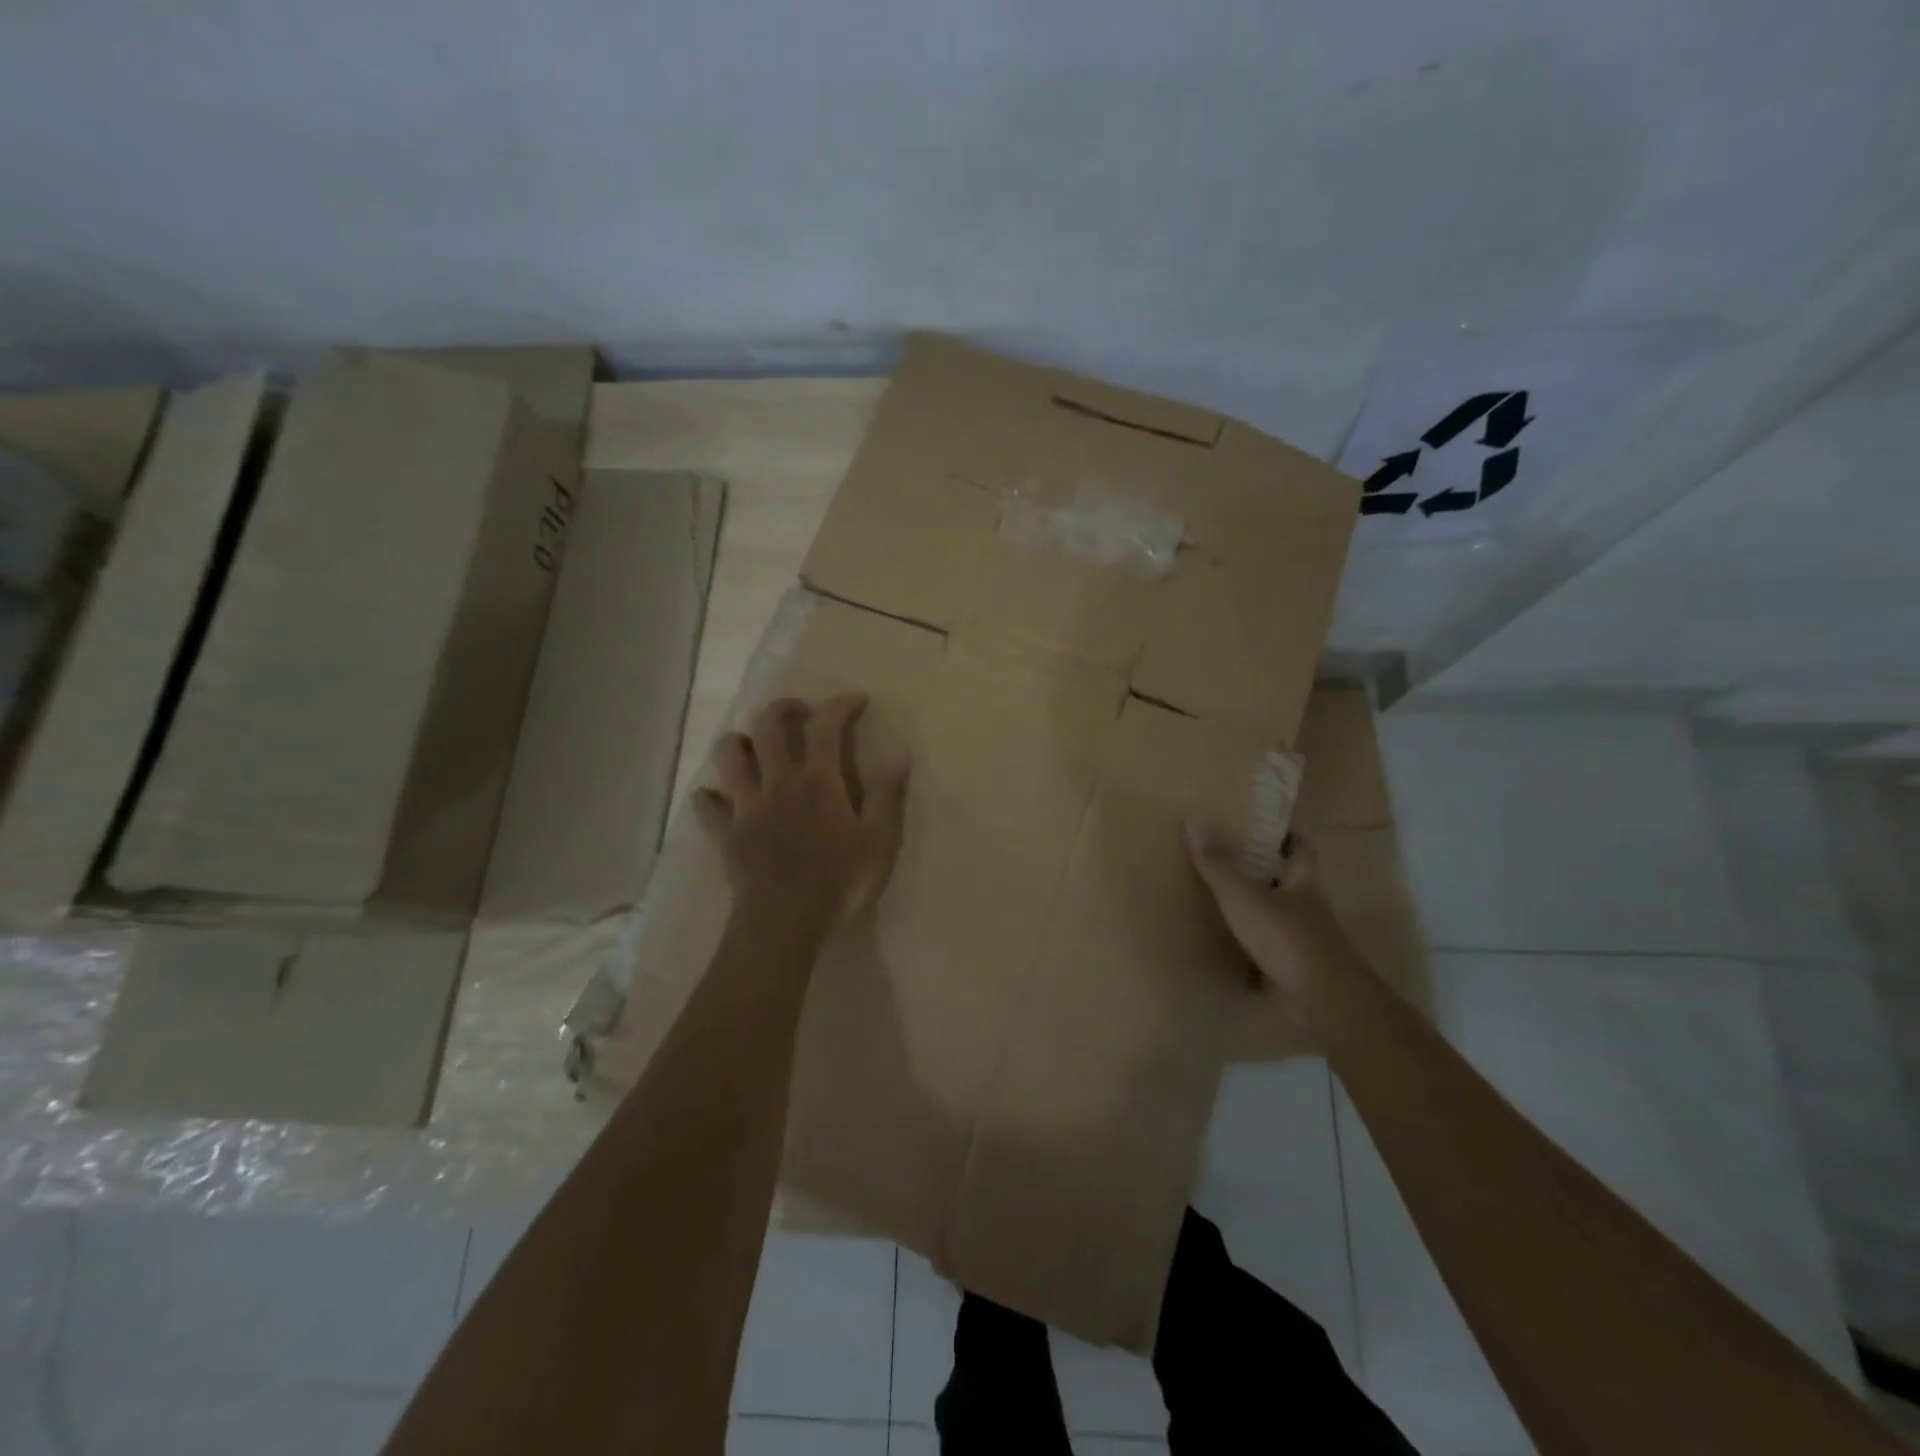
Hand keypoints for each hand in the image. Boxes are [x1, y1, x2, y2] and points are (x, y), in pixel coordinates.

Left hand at [694, 693, 910, 929]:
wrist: (784, 921)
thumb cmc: (839, 880)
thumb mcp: (879, 840)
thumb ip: (888, 794)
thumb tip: (901, 752)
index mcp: (818, 781)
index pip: (826, 726)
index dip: (840, 704)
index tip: (857, 700)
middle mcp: (778, 782)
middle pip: (768, 727)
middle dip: (783, 708)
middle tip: (800, 712)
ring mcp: (746, 807)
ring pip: (729, 756)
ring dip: (740, 742)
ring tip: (756, 749)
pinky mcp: (725, 834)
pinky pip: (707, 806)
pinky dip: (711, 797)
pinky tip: (720, 799)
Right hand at [1185, 821, 1353, 1011]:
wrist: (1323, 1000)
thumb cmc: (1286, 937)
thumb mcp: (1243, 896)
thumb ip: (1218, 863)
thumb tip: (1193, 819)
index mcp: (1303, 883)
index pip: (1302, 849)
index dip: (1286, 836)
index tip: (1263, 828)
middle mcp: (1308, 908)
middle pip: (1290, 883)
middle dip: (1266, 873)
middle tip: (1230, 861)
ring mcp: (1306, 942)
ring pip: (1281, 917)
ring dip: (1259, 911)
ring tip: (1223, 902)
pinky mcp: (1297, 971)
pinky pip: (1272, 951)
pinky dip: (1254, 949)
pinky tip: (1230, 948)